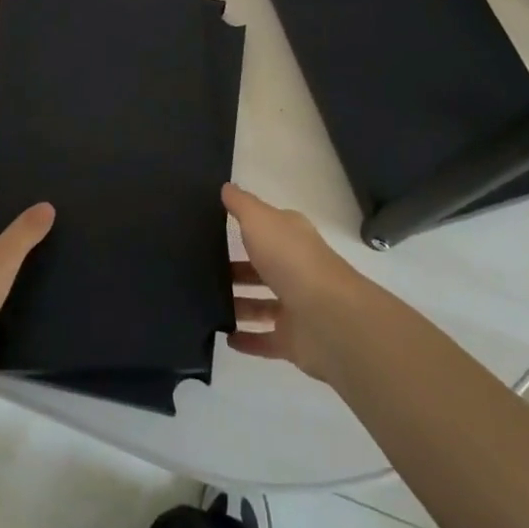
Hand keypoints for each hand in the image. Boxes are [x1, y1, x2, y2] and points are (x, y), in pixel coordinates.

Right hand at [223, 183, 371, 383]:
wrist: (328, 318)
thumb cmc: (291, 259)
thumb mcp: (260, 220)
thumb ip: (241, 204)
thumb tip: (226, 186)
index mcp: (291, 237)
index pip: (266, 228)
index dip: (245, 226)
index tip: (213, 228)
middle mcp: (295, 269)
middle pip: (262, 267)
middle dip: (236, 269)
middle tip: (200, 270)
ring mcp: (296, 307)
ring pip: (261, 304)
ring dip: (238, 304)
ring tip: (204, 303)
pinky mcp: (293, 341)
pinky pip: (265, 340)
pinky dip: (246, 339)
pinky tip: (223, 336)